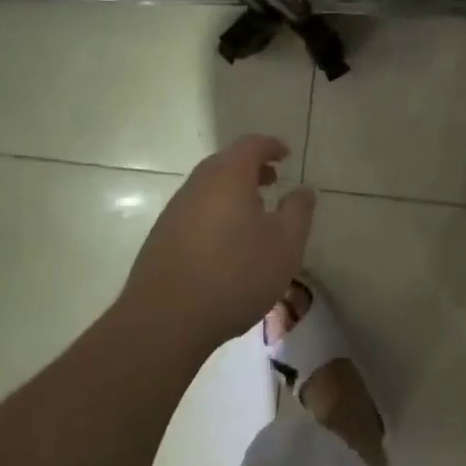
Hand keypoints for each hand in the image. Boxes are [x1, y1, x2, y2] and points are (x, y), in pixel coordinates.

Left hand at [120, 134, 316, 354]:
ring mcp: (175, 210)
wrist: (165, 319)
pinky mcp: (161, 237)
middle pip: (226, 162)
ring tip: (252, 215)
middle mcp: (198, 184)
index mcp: (229, 176)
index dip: (271, 146)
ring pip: (208, 187)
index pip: (251, 145)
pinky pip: (195, 210)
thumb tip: (304, 190)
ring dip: (232, 191)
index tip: (285, 155)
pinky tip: (225, 243)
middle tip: (272, 182)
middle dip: (251, 168)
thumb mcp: (284, 245)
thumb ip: (298, 212)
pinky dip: (215, 212)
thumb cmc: (235, 275)